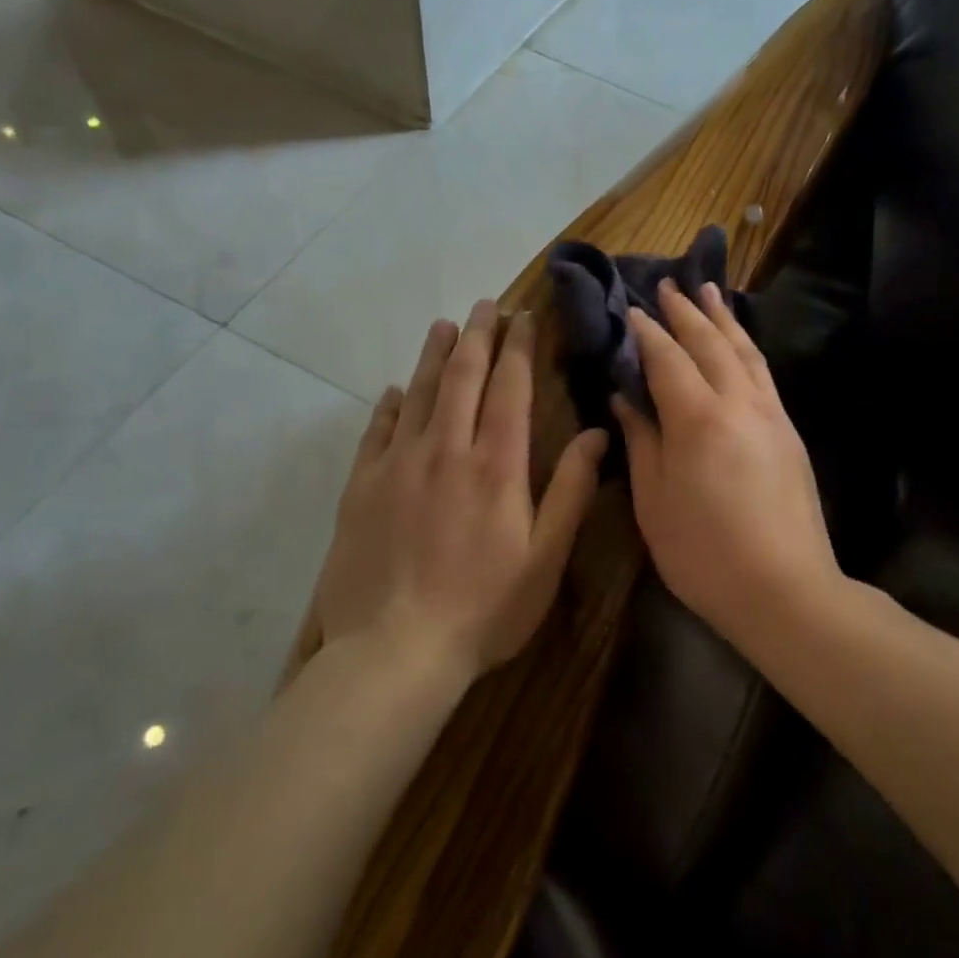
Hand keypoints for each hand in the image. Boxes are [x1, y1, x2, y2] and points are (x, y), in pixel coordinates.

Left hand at [303, 300, 607, 681]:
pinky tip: (396, 391)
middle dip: (478, 336)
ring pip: (419, 393)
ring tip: (445, 325)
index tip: (524, 317)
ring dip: (435, 356)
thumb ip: (569, 491)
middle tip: (486, 305)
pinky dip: (390, 405)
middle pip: (462, 377)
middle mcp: (445, 450)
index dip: (519, 348)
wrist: (393, 652)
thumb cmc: (484, 609)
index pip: (510, 388)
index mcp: (495, 465)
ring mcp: (397, 465)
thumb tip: (598, 434)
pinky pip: (377, 432)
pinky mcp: (361, 488)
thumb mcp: (545, 558)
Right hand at [612, 280, 842, 631]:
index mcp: (697, 418)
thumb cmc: (704, 552)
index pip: (666, 359)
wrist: (785, 589)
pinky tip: (741, 343)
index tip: (631, 310)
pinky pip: (764, 373)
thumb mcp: (654, 501)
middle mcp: (738, 403)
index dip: (647, 332)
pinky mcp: (789, 432)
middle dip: (686, 312)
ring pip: (745, 352)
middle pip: (710, 344)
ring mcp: (770, 415)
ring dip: (723, 319)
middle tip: (668, 285)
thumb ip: (641, 441)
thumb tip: (626, 398)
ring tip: (709, 292)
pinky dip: (747, 347)